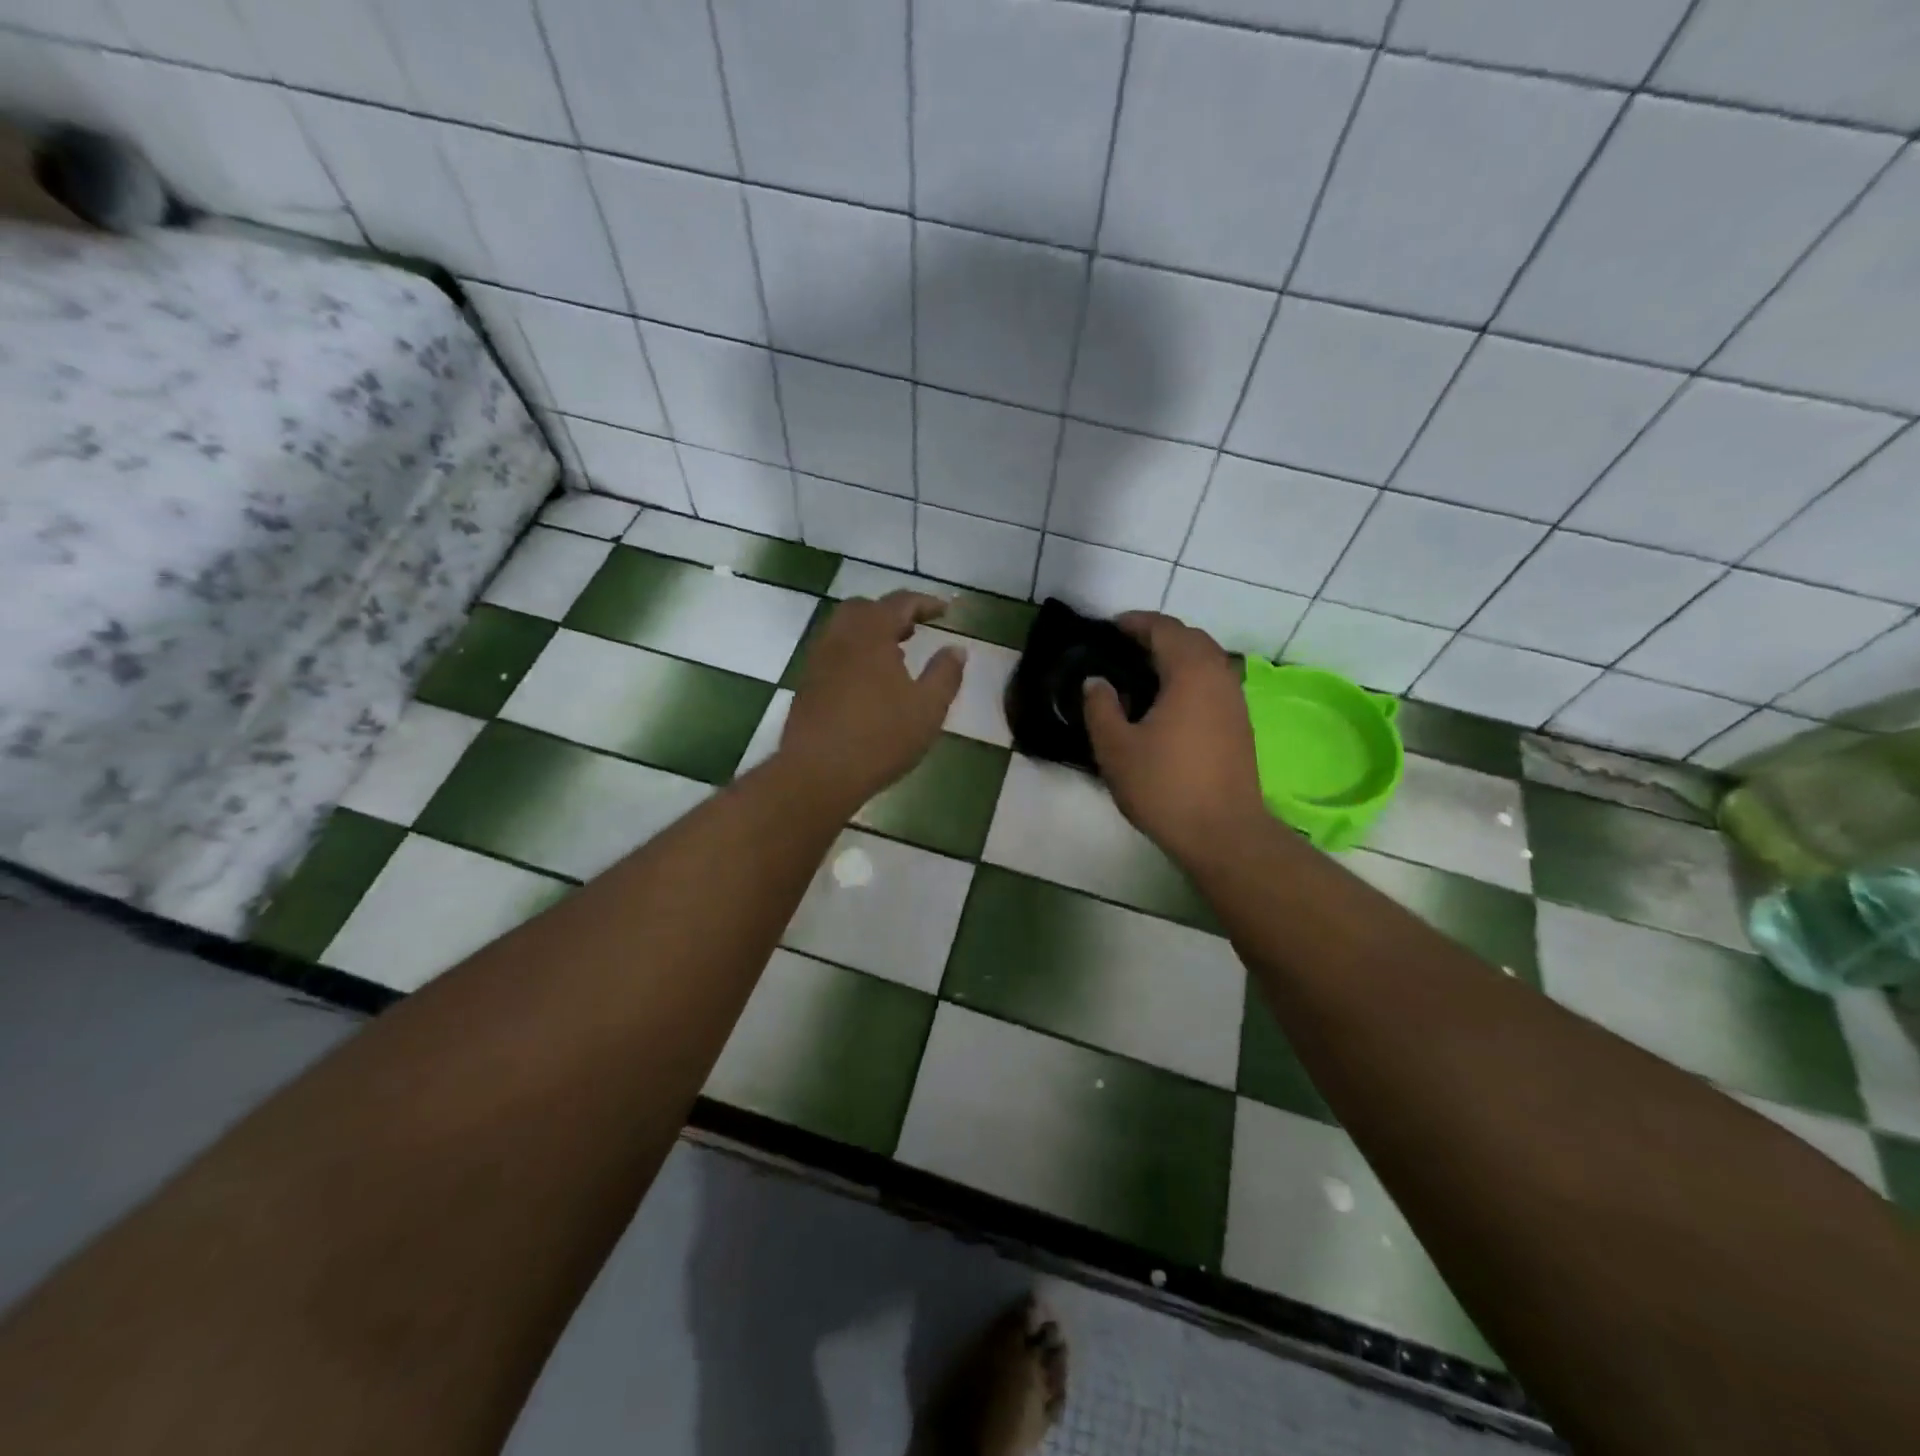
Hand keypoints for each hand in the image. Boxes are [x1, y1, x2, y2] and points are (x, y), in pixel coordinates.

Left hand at [779, 591, 964, 810]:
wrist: (817, 773)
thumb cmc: (880, 737)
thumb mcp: (928, 708)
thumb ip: (945, 674)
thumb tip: (957, 649)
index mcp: (871, 633)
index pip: (900, 602)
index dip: (926, 603)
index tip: (946, 611)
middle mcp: (840, 637)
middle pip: (865, 609)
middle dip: (892, 613)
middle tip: (915, 629)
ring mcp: (818, 660)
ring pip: (844, 630)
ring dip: (871, 633)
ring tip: (895, 655)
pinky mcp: (807, 684)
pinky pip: (834, 653)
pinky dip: (855, 653)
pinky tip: (870, 682)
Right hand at [1083, 612, 1264, 865]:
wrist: (1223, 833)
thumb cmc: (1164, 786)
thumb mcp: (1116, 748)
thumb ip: (1100, 707)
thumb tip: (1097, 682)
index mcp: (1190, 672)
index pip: (1164, 628)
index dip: (1135, 623)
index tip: (1109, 628)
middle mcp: (1219, 677)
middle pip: (1190, 638)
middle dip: (1157, 635)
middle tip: (1123, 649)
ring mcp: (1235, 701)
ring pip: (1206, 661)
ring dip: (1176, 657)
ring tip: (1141, 675)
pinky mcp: (1240, 725)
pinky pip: (1213, 683)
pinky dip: (1189, 678)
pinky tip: (1166, 704)